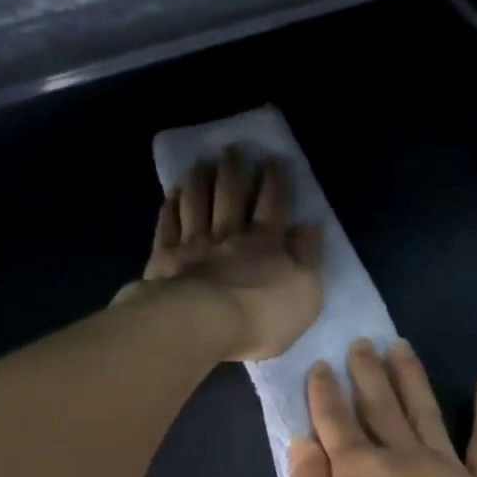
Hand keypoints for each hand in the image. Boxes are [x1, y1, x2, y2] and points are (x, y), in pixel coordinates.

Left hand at [116, 148, 323, 361]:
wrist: (204, 326)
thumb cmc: (263, 315)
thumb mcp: (305, 291)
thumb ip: (308, 256)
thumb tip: (311, 225)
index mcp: (265, 243)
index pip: (272, 205)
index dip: (273, 182)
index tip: (271, 161)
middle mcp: (228, 235)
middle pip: (231, 196)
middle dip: (233, 171)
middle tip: (231, 150)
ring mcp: (194, 244)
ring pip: (197, 203)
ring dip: (200, 181)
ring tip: (200, 163)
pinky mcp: (165, 259)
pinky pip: (168, 226)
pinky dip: (171, 208)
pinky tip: (172, 196)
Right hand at [286, 339, 476, 476]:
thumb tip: (303, 442)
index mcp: (356, 472)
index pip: (334, 420)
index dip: (325, 391)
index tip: (321, 365)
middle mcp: (401, 457)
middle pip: (380, 404)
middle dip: (367, 372)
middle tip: (361, 342)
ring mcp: (447, 468)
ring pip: (425, 410)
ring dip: (411, 376)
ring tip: (401, 346)